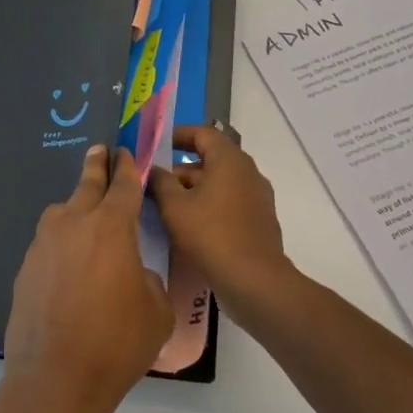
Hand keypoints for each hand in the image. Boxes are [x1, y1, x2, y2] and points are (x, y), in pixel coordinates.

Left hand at [0, 145, 171, 412]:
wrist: (55, 381)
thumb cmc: (117, 344)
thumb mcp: (156, 310)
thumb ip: (147, 278)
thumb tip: (131, 272)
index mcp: (111, 228)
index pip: (123, 186)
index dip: (128, 167)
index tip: (126, 152)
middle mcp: (73, 225)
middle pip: (87, 185)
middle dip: (96, 167)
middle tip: (100, 151)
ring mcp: (43, 245)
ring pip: (62, 213)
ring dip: (76, 208)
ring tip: (86, 216)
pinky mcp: (25, 268)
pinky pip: (49, 244)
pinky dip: (62, 244)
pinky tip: (69, 268)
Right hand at [149, 126, 292, 310]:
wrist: (254, 280)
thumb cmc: (210, 234)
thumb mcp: (174, 206)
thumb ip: (160, 182)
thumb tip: (153, 169)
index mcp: (229, 160)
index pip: (203, 133)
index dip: (179, 135)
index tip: (157, 144)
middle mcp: (248, 172)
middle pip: (212, 158)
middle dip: (181, 168)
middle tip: (155, 182)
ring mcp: (257, 196)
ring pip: (220, 182)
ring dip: (194, 189)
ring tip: (167, 206)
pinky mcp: (260, 219)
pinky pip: (230, 201)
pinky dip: (209, 204)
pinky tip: (190, 225)